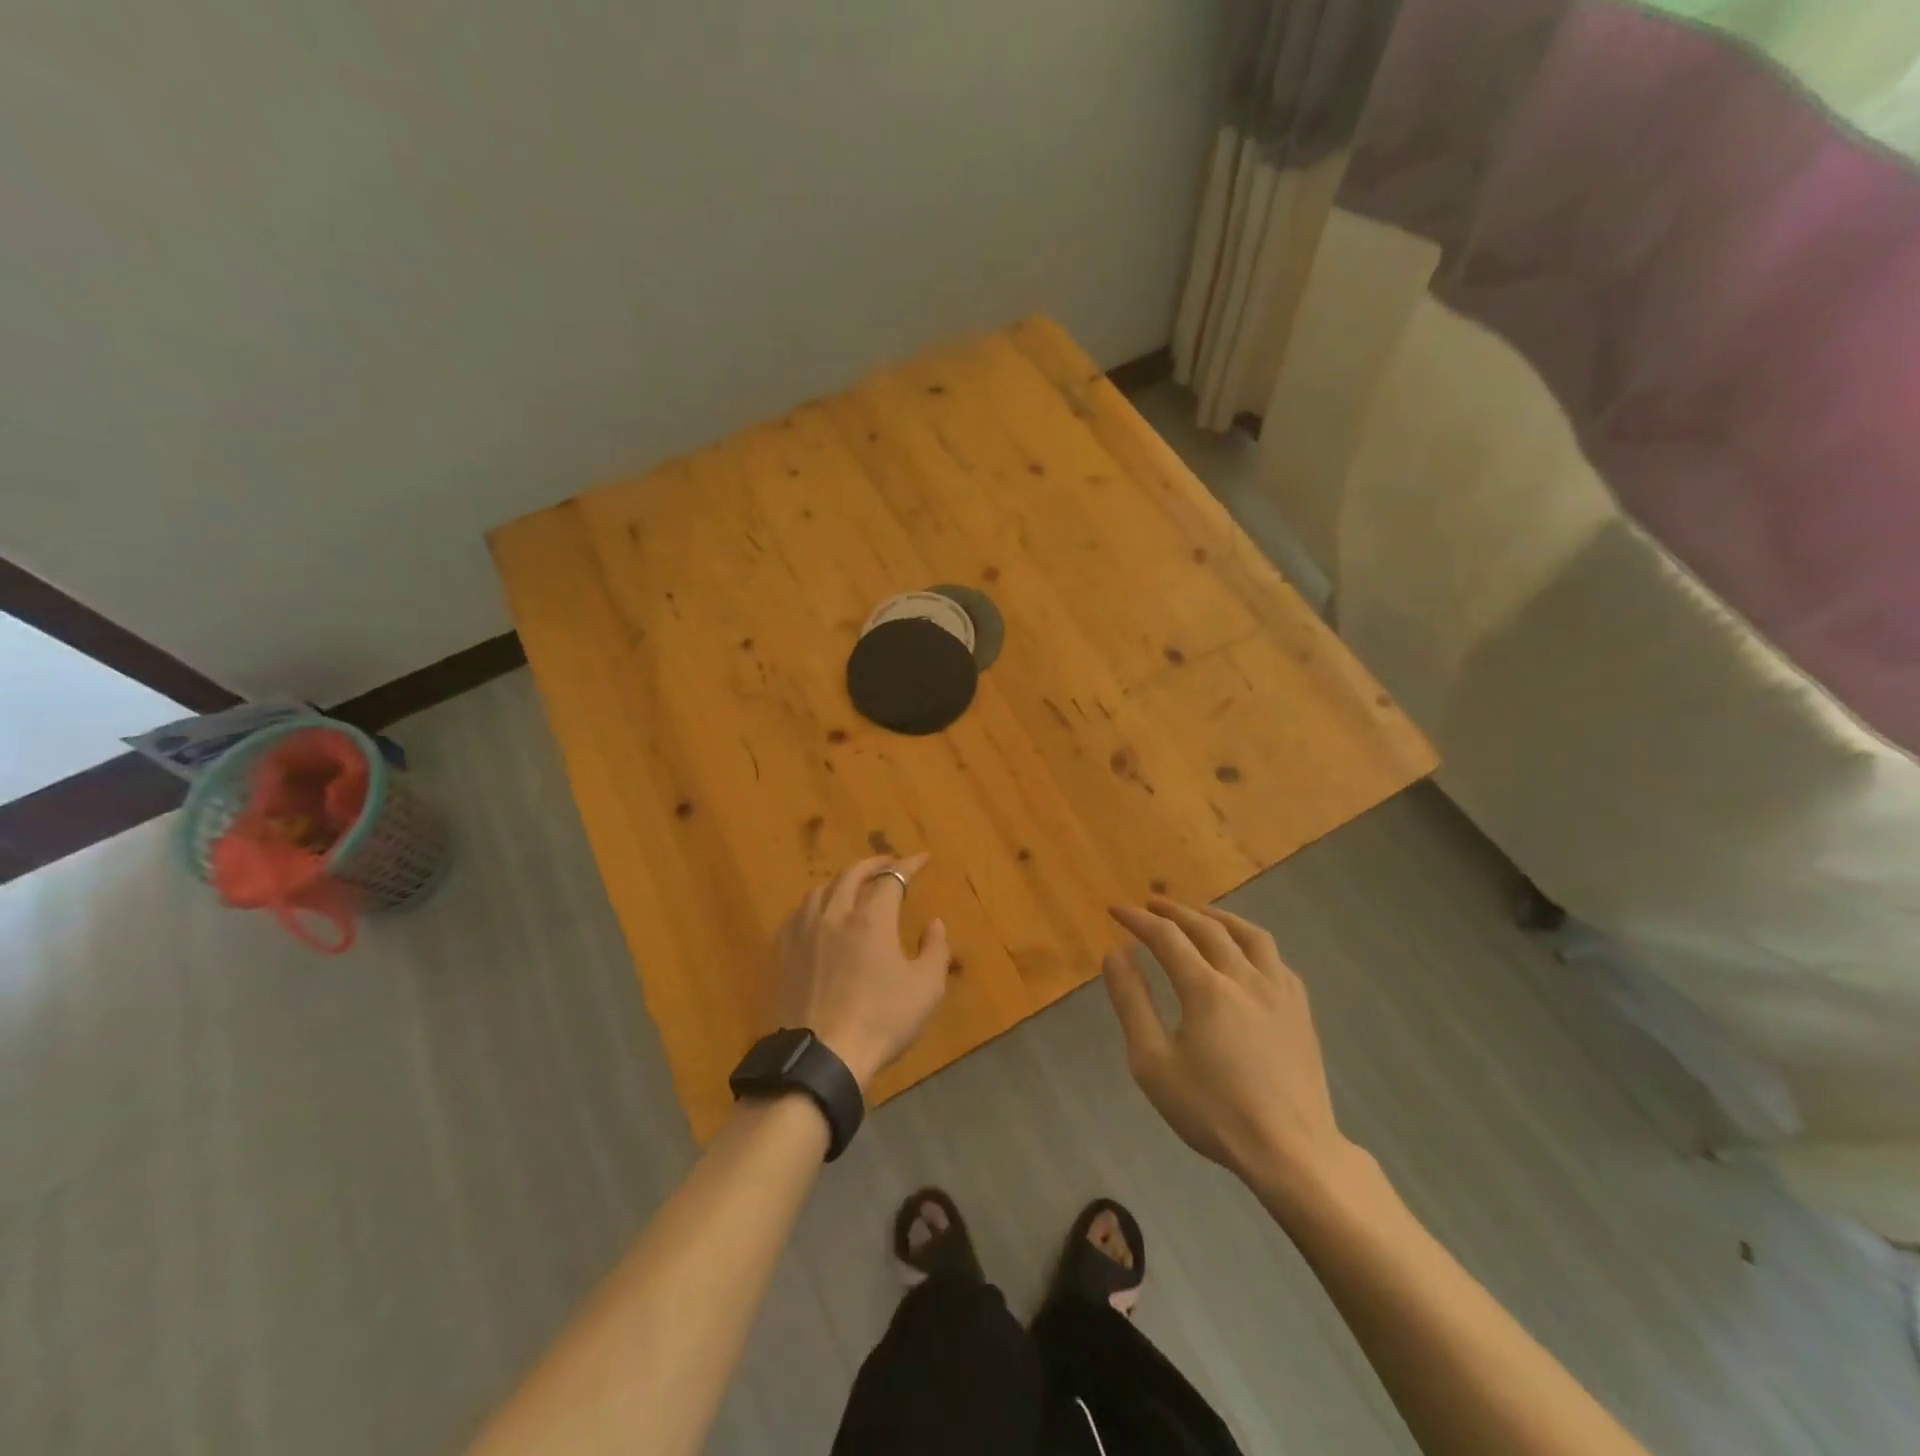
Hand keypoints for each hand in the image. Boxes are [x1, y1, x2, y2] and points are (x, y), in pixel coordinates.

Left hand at [775, 855, 949, 1093]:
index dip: (908, 866)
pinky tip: (820, 915)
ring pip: (821, 890)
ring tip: (853, 885)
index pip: (891, 878)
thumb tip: (934, 923)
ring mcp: (803, 932)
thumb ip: (935, 950)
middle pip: (852, 875)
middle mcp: (835, 914)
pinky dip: (817, 903)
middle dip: (873, 864)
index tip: (921, 859)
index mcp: (871, 919)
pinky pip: (799, 913)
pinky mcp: (782, 952)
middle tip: (888, 864)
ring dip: (842, 881)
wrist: (821, 1057)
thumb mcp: (926, 989)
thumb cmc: (881, 1021)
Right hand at [1104, 898, 1358, 1196]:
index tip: (1116, 910)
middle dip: (1174, 912)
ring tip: (1200, 915)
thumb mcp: (1154, 1063)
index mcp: (1206, 989)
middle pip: (1207, 928)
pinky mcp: (1301, 1011)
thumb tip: (1116, 955)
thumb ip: (1132, 1003)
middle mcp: (1245, 977)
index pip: (1166, 937)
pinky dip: (1252, 944)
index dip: (1138, 920)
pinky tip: (1247, 955)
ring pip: (1250, 935)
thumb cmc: (1213, 1111)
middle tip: (1151, 904)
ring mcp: (1279, 992)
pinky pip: (1277, 960)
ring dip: (1219, 917)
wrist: (1292, 1153)